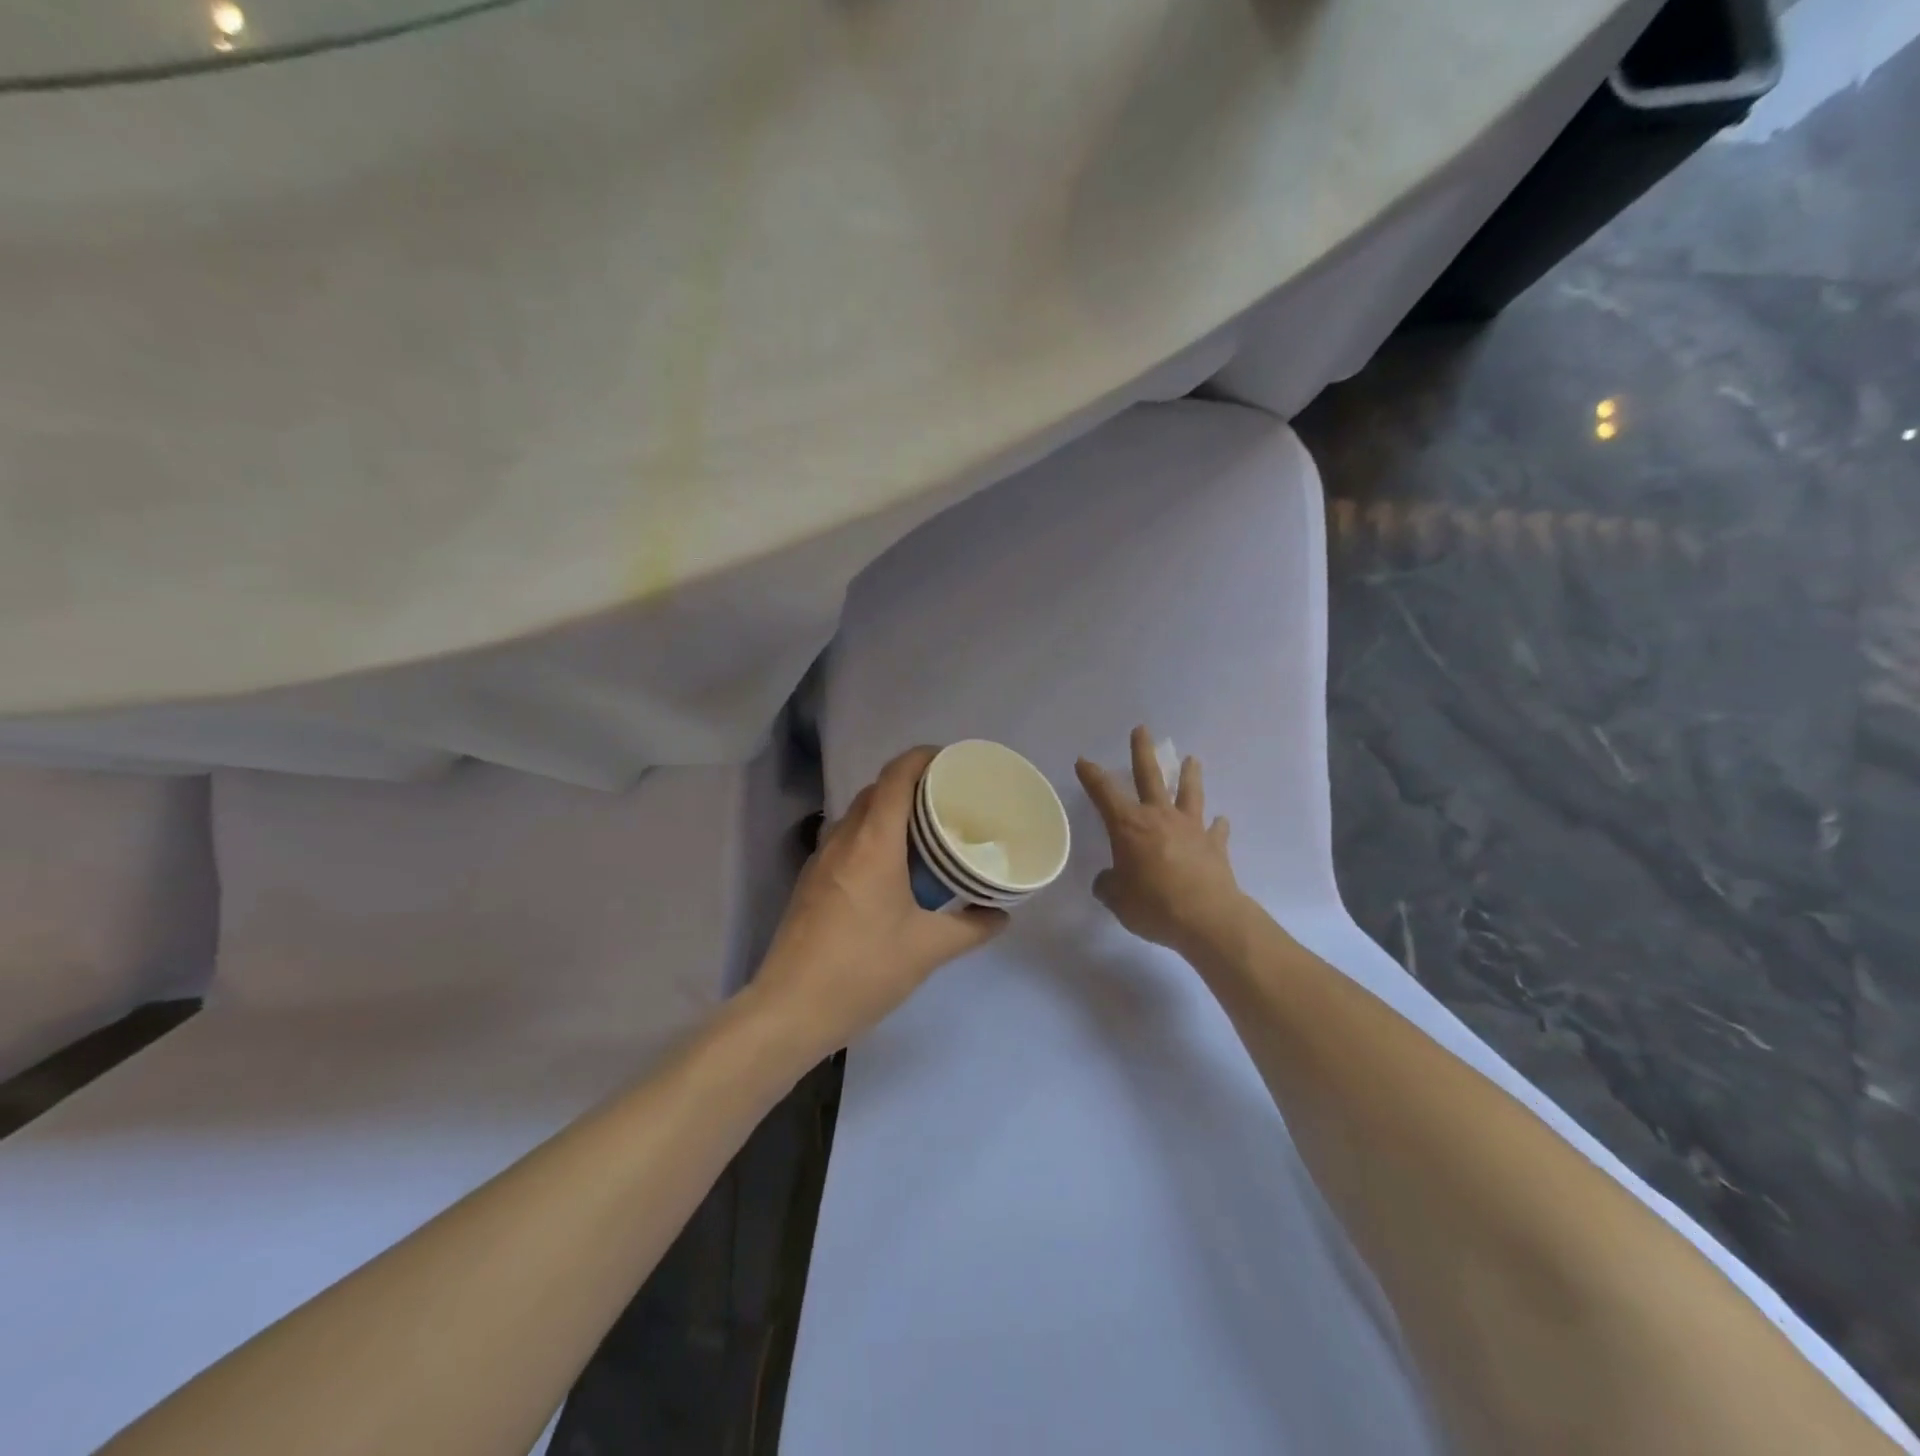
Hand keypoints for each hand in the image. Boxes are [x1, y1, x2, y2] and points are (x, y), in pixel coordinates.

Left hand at [751, 746, 1007, 1058]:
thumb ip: (971, 928)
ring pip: (858, 814)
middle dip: (912, 784)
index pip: (896, 775)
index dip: (924, 757)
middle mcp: (843, 839)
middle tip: (949, 800)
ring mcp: (821, 859)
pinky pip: (846, 839)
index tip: (953, 762)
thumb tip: (1001, 915)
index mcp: (873, 842)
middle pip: (877, 790)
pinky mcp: (811, 881)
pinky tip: (892, 868)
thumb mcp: (928, 950)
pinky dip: (872, 836)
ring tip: (925, 832)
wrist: (790, 1009)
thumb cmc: (863, 970)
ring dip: (889, 811)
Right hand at [1076, 726, 1245, 956]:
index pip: (1104, 793)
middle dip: (1142, 751)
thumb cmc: (1153, 905)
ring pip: (1189, 792)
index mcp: (1129, 826)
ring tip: (1192, 758)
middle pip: (1150, 776)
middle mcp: (1159, 817)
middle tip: (1142, 729)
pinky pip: (1216, 830)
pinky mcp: (1215, 845)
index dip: (1091, 776)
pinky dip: (1217, 825)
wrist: (1207, 918)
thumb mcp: (1117, 899)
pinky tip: (1220, 821)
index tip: (1083, 760)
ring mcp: (1191, 828)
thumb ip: (1109, 885)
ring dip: (1190, 775)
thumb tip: (1108, 880)